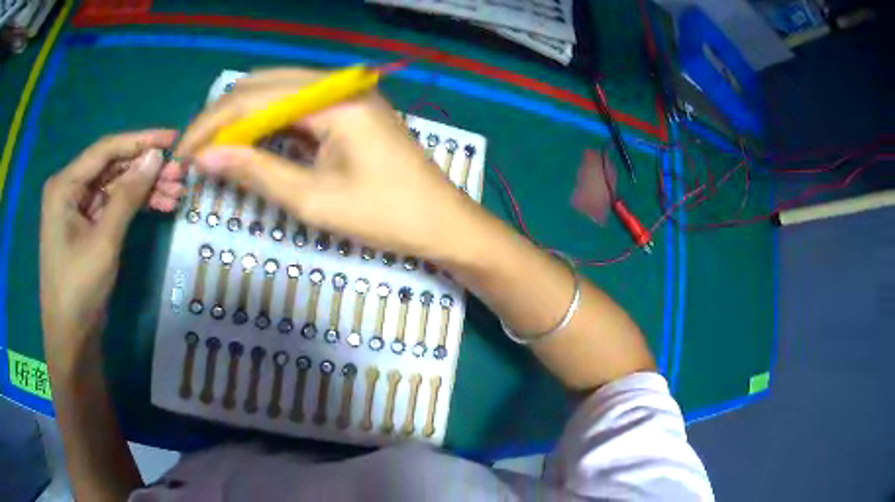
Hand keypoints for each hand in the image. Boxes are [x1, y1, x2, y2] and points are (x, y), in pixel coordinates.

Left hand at [40, 130, 176, 363]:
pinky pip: (114, 207)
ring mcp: (78, 210)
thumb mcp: (104, 240)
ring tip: (177, 192)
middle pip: (112, 168)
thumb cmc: (79, 289)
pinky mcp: (87, 228)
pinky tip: (160, 206)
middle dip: (145, 169)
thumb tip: (156, 156)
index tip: (173, 139)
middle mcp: (70, 190)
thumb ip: (128, 195)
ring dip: (145, 189)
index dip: (140, 141)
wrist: (71, 339)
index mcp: (65, 185)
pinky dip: (135, 206)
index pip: (106, 150)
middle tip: (180, 173)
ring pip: (116, 187)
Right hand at [171, 68, 484, 262]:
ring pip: (276, 94)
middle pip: (262, 87)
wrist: (442, 223)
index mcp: (333, 98)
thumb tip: (204, 159)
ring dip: (241, 120)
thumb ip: (256, 171)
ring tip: (212, 152)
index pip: (253, 99)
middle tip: (194, 154)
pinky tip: (247, 145)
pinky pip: (296, 108)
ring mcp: (345, 94)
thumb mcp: (313, 199)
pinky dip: (266, 125)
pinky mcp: (347, 110)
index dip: (210, 126)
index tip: (181, 155)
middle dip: (222, 119)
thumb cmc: (386, 216)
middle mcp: (338, 84)